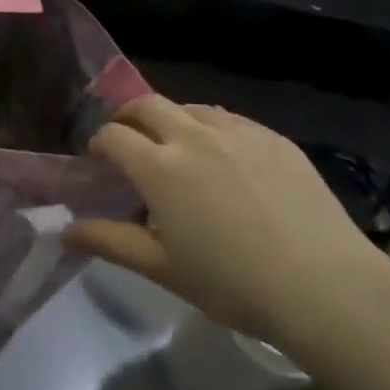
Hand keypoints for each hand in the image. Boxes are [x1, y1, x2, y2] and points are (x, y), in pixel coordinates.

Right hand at [66, 98, 389, 346]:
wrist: (324, 284)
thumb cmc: (234, 284)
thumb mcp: (164, 268)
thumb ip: (111, 241)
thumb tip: (65, 229)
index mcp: (160, 167)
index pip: (114, 135)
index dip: (99, 143)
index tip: (100, 161)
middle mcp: (193, 135)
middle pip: (147, 105)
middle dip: (129, 118)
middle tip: (130, 142)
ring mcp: (236, 130)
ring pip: (190, 108)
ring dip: (172, 120)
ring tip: (178, 150)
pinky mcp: (272, 137)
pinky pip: (230, 120)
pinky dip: (212, 129)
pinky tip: (226, 159)